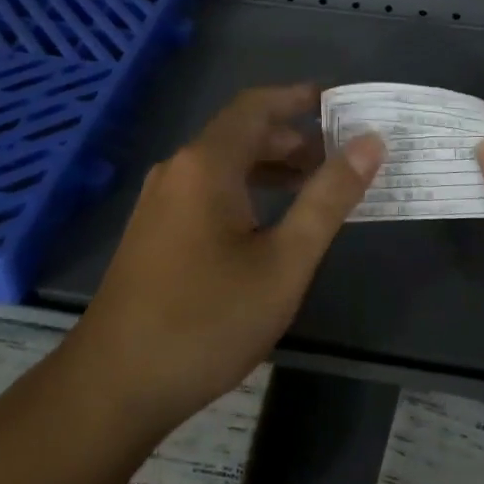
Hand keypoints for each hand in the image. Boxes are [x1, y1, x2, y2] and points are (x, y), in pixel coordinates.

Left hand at [75, 84, 384, 436]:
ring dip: (270, 166)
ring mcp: (159, 201)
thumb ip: (328, 199)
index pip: (257, 105)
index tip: (341, 102)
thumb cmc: (207, 320)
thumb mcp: (284, 262)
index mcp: (206, 164)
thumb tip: (369, 144)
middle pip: (240, 133)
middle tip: (341, 155)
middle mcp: (178, 170)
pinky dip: (246, 189)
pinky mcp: (153, 231)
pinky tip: (269, 222)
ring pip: (223, 164)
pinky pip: (207, 190)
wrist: (114, 385)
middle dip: (293, 137)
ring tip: (315, 186)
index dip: (300, 97)